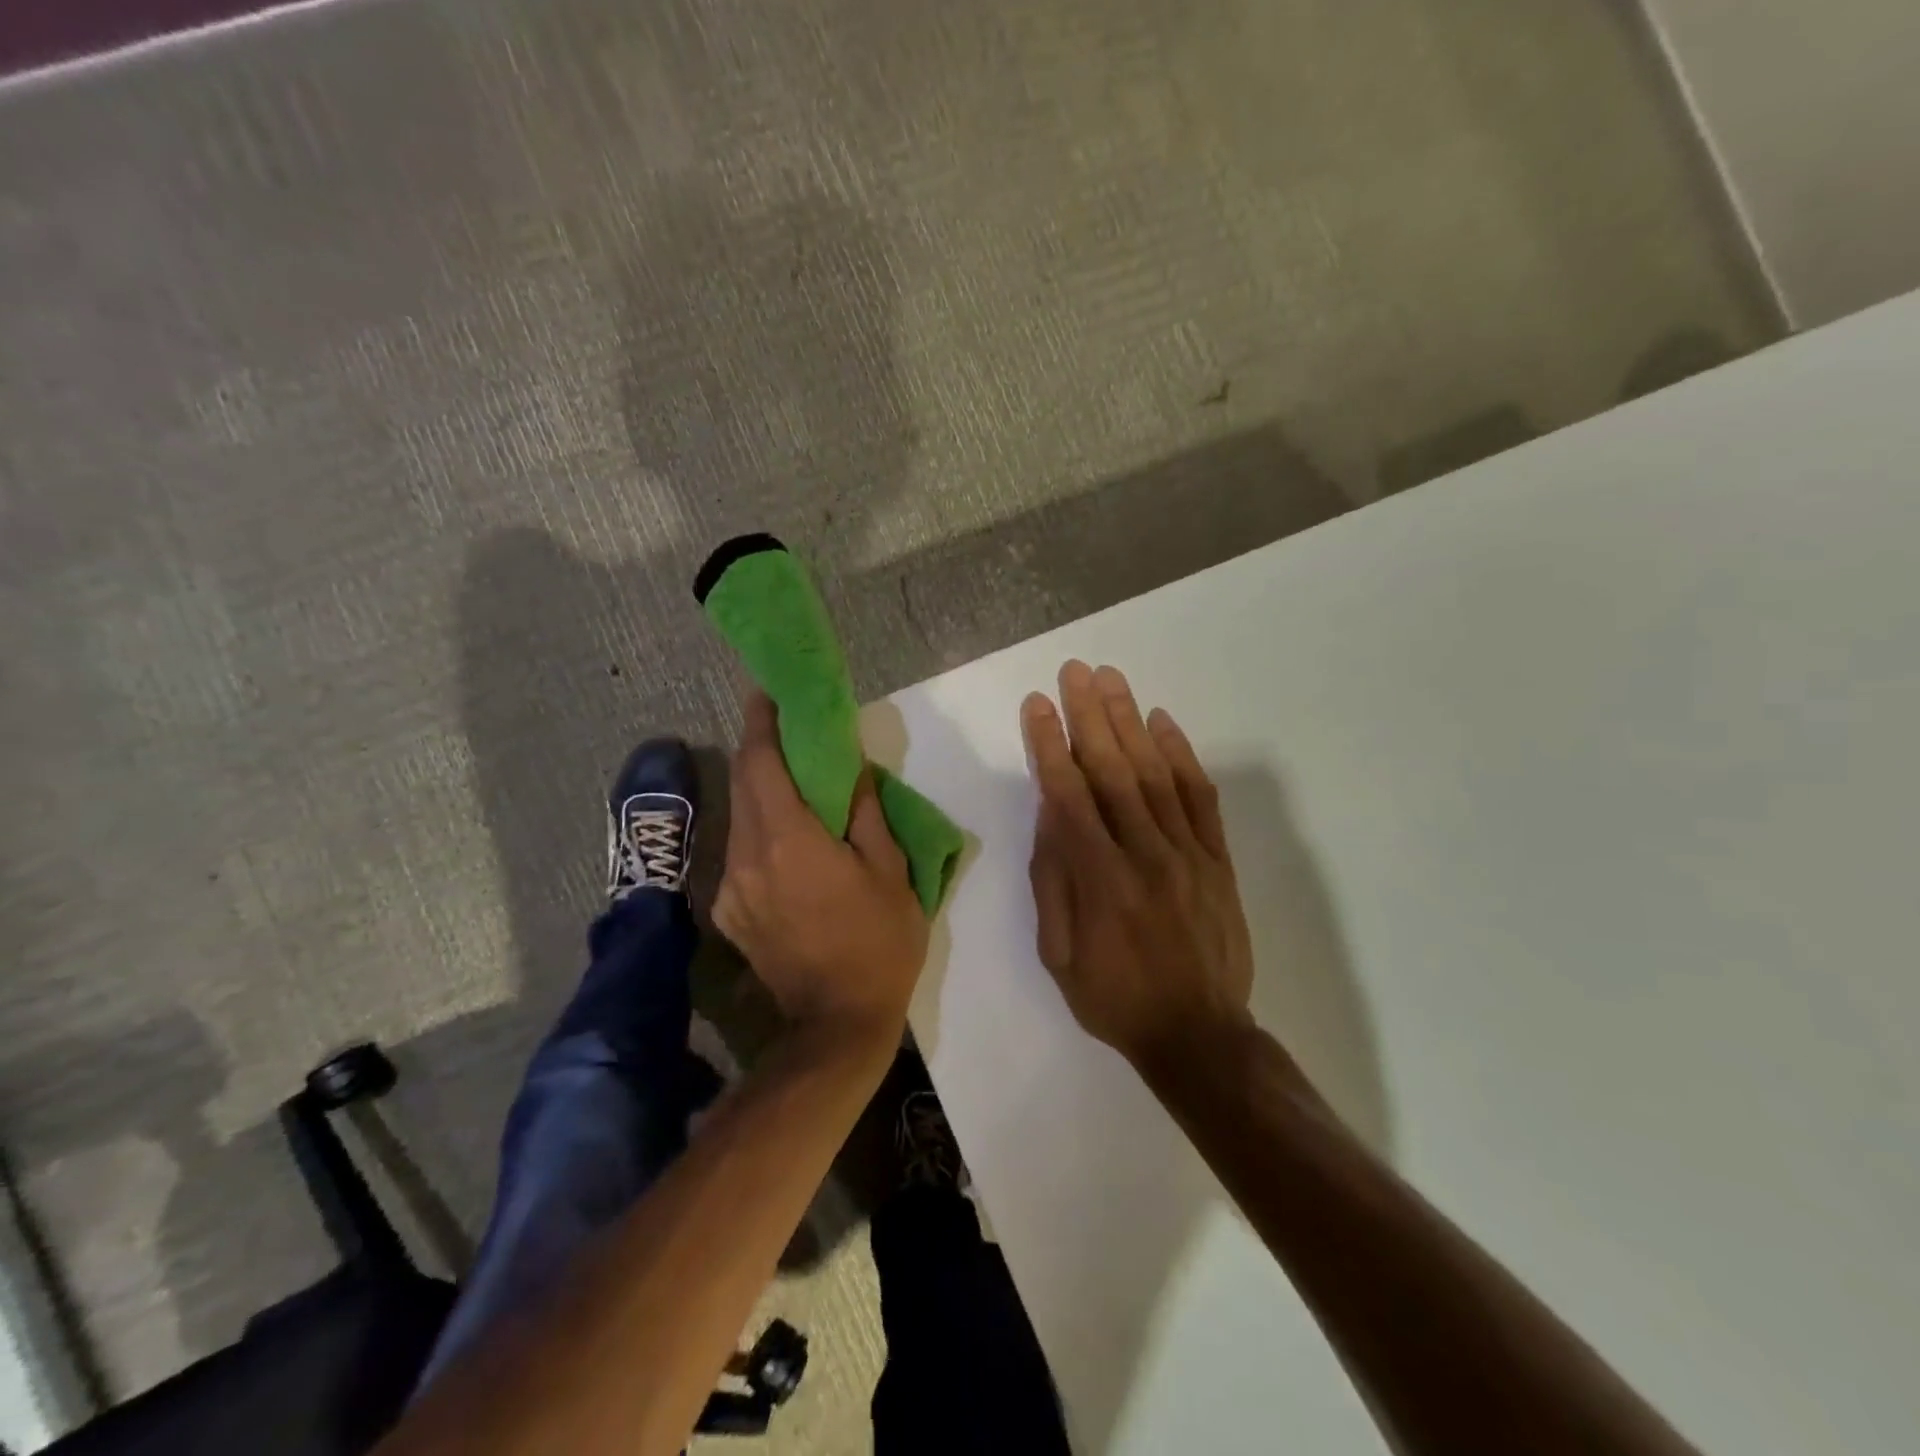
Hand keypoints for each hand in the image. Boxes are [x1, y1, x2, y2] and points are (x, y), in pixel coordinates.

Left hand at [714, 691, 929, 1051]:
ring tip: (791, 783)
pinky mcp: (729, 913)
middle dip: (758, 749)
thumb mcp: (890, 873)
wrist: (836, 1025)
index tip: (766, 692)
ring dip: (759, 791)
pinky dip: (758, 831)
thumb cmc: (877, 944)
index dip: (761, 722)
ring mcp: (731, 887)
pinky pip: (739, 854)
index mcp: (789, 839)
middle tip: (785, 729)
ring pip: (739, 817)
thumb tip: (849, 770)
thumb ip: (865, 814)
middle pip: (742, 783)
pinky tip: (784, 841)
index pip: (760, 762)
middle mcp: (747, 855)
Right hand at [1022, 661, 1253, 1069]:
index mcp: (1099, 878)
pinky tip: (1163, 723)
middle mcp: (1144, 853)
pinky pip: (1200, 798)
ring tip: (1112, 680)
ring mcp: (1187, 853)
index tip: (1036, 705)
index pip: (1068, 794)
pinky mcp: (1217, 860)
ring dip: (1131, 722)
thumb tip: (1049, 814)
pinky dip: (1182, 756)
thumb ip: (1053, 879)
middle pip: (1112, 770)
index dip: (1049, 744)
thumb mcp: (1058, 953)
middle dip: (1089, 715)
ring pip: (1154, 774)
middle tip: (1075, 671)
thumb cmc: (1114, 998)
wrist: (1198, 1034)